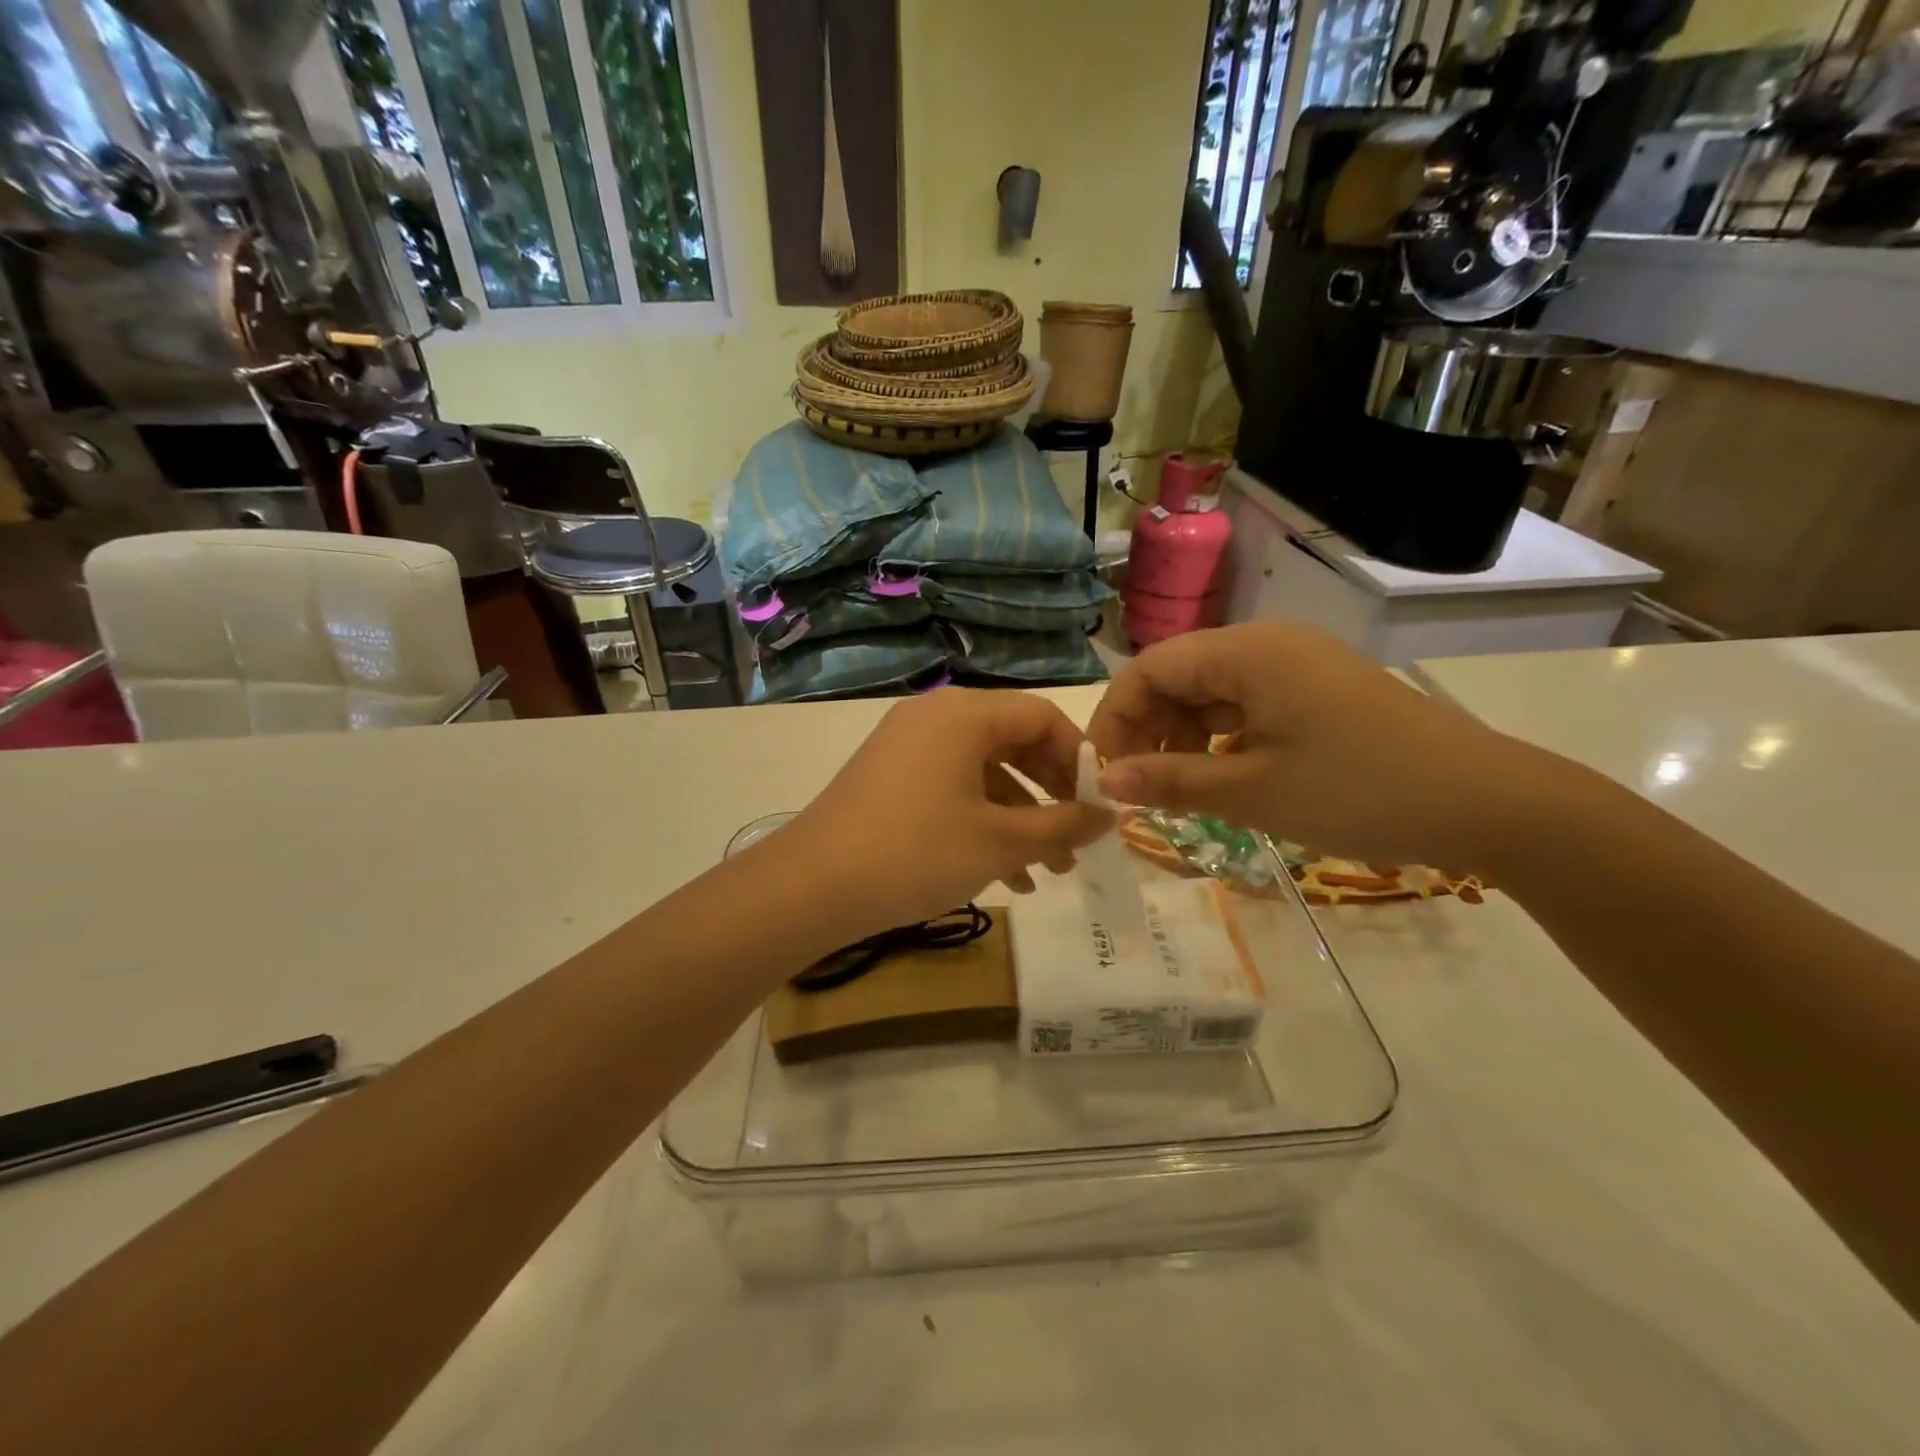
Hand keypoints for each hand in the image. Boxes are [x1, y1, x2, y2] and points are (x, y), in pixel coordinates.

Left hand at [785, 688, 1112, 934]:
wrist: (811, 887)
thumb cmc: (916, 852)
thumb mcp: (1000, 842)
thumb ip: (1063, 826)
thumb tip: (1111, 816)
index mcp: (965, 714)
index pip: (1043, 716)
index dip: (1079, 759)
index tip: (1099, 804)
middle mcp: (935, 717)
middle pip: (1013, 742)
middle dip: (1050, 795)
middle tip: (1077, 839)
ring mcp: (906, 747)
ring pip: (983, 773)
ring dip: (1019, 818)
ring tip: (1048, 872)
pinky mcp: (888, 778)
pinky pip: (951, 789)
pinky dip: (981, 822)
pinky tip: (1005, 875)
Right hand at [1086, 624, 1534, 870]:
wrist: (1488, 804)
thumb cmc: (1360, 792)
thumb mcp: (1253, 793)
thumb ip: (1171, 782)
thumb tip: (1105, 781)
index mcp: (1247, 653)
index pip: (1149, 669)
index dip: (1114, 718)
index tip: (1100, 773)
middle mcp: (1266, 646)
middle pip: (1177, 677)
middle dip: (1146, 730)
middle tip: (1133, 789)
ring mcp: (1296, 667)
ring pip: (1209, 694)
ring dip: (1180, 738)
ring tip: (1175, 791)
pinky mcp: (1316, 692)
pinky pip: (1245, 707)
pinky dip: (1219, 740)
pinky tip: (1220, 778)